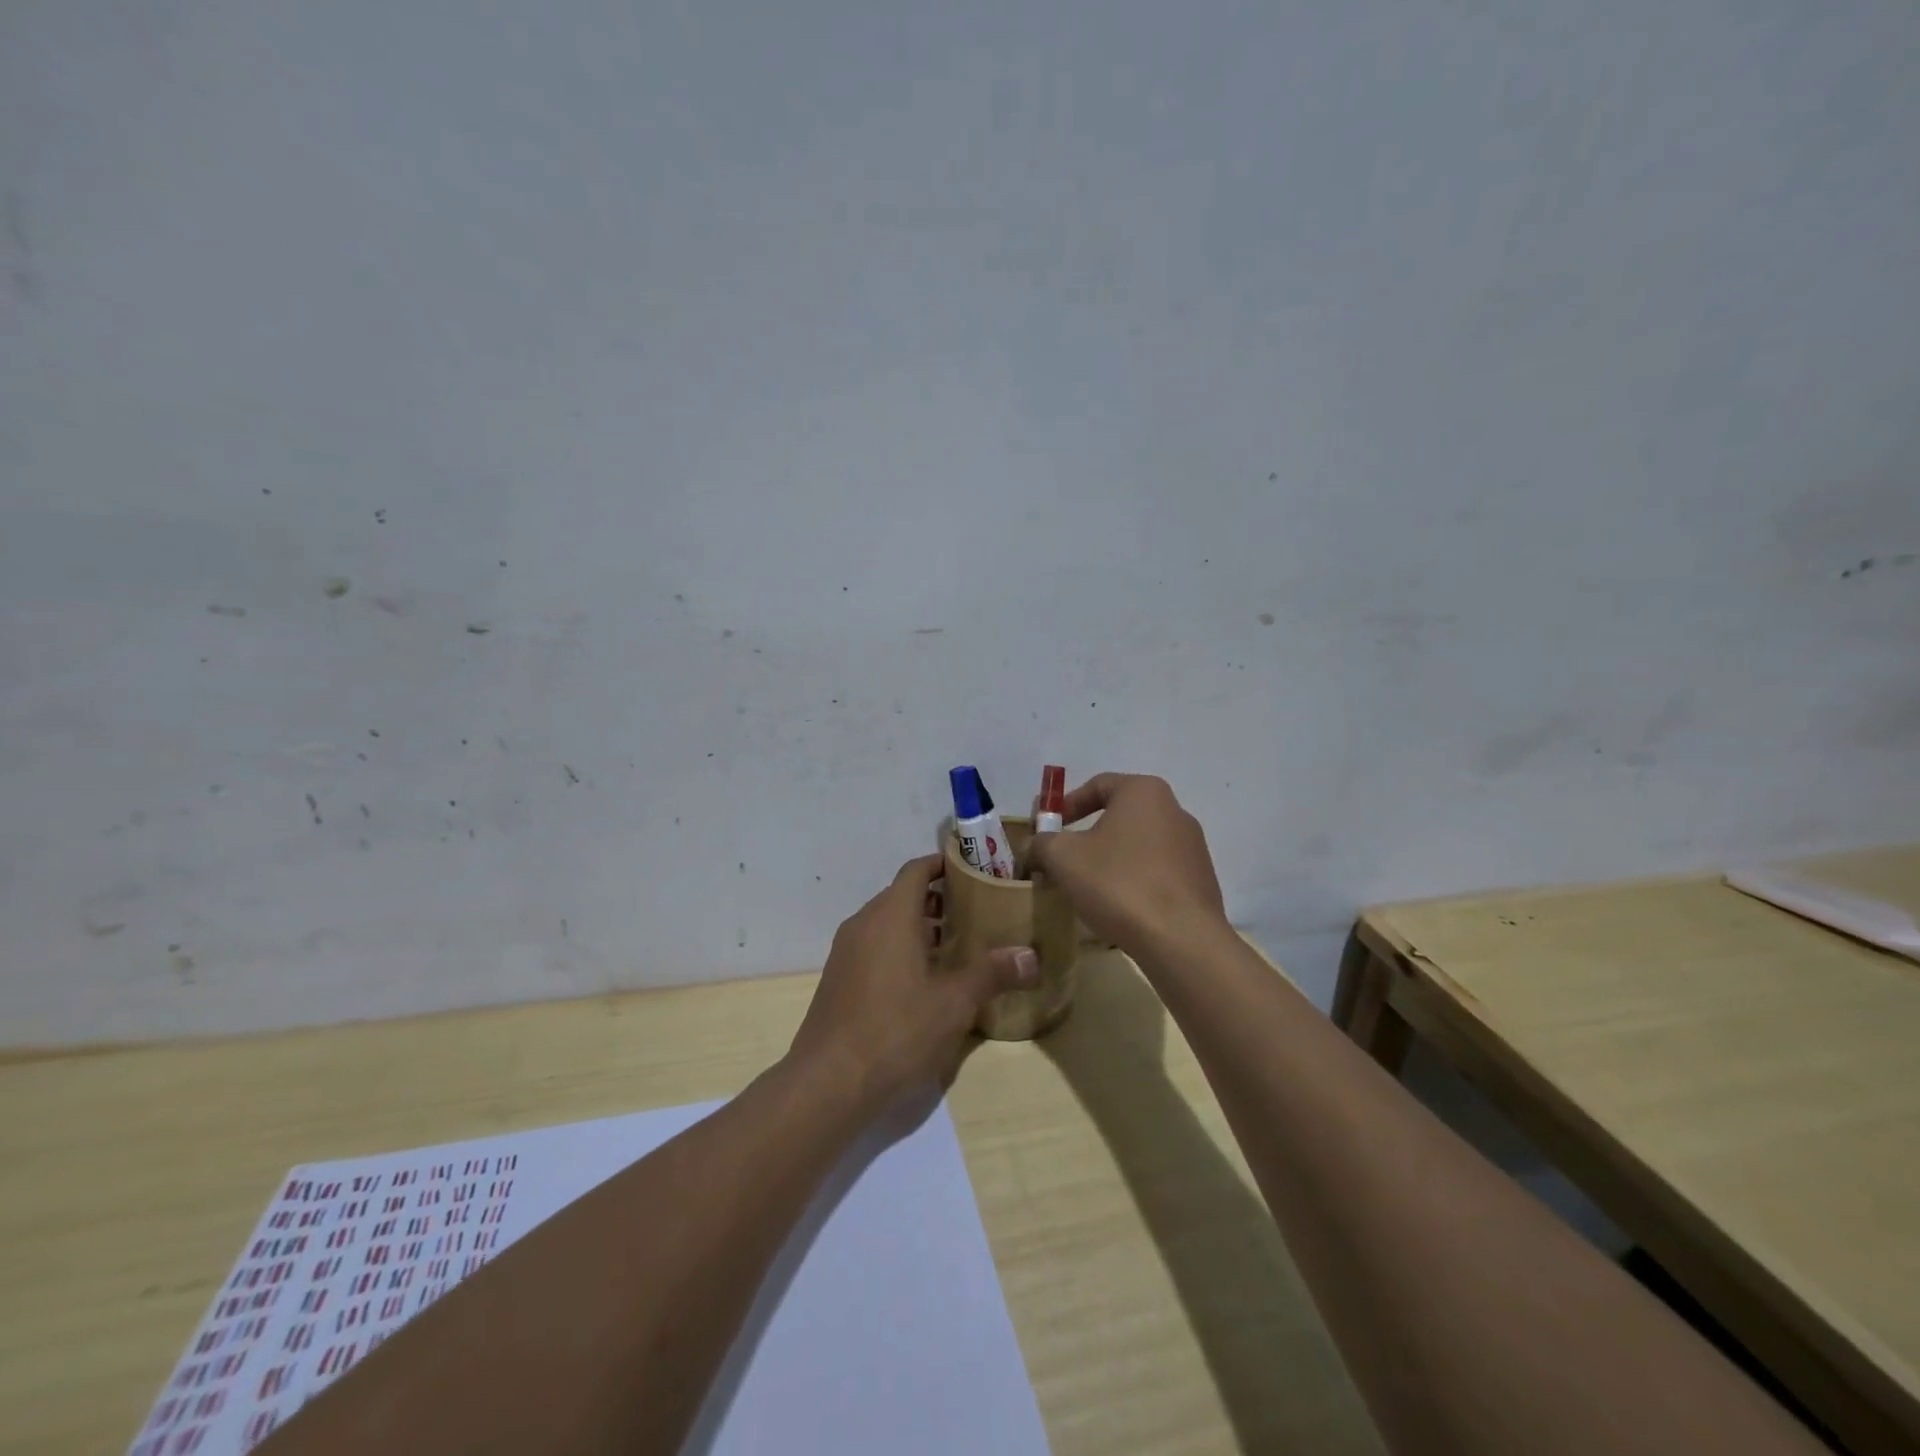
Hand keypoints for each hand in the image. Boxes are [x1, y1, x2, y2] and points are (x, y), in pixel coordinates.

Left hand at [789, 854, 1037, 1109]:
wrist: (829, 1081)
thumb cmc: (896, 1030)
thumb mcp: (954, 1003)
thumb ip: (991, 973)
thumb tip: (1030, 956)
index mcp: (890, 915)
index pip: (917, 870)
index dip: (944, 864)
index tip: (974, 870)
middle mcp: (864, 923)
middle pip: (903, 895)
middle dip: (938, 900)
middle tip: (976, 912)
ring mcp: (847, 952)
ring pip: (888, 924)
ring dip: (920, 927)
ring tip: (957, 947)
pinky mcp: (839, 979)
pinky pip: (875, 947)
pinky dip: (900, 949)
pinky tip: (925, 981)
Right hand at [1027, 773, 1227, 955]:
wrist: (1181, 939)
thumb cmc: (1118, 883)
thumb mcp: (1064, 858)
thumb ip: (1042, 844)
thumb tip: (1033, 846)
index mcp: (1144, 792)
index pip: (1098, 785)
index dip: (1067, 804)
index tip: (1049, 828)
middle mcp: (1175, 810)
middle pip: (1121, 815)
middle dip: (1089, 835)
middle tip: (1065, 858)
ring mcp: (1193, 847)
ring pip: (1139, 845)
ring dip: (1112, 859)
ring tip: (1090, 887)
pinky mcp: (1201, 880)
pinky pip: (1158, 872)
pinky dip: (1135, 881)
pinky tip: (1120, 907)